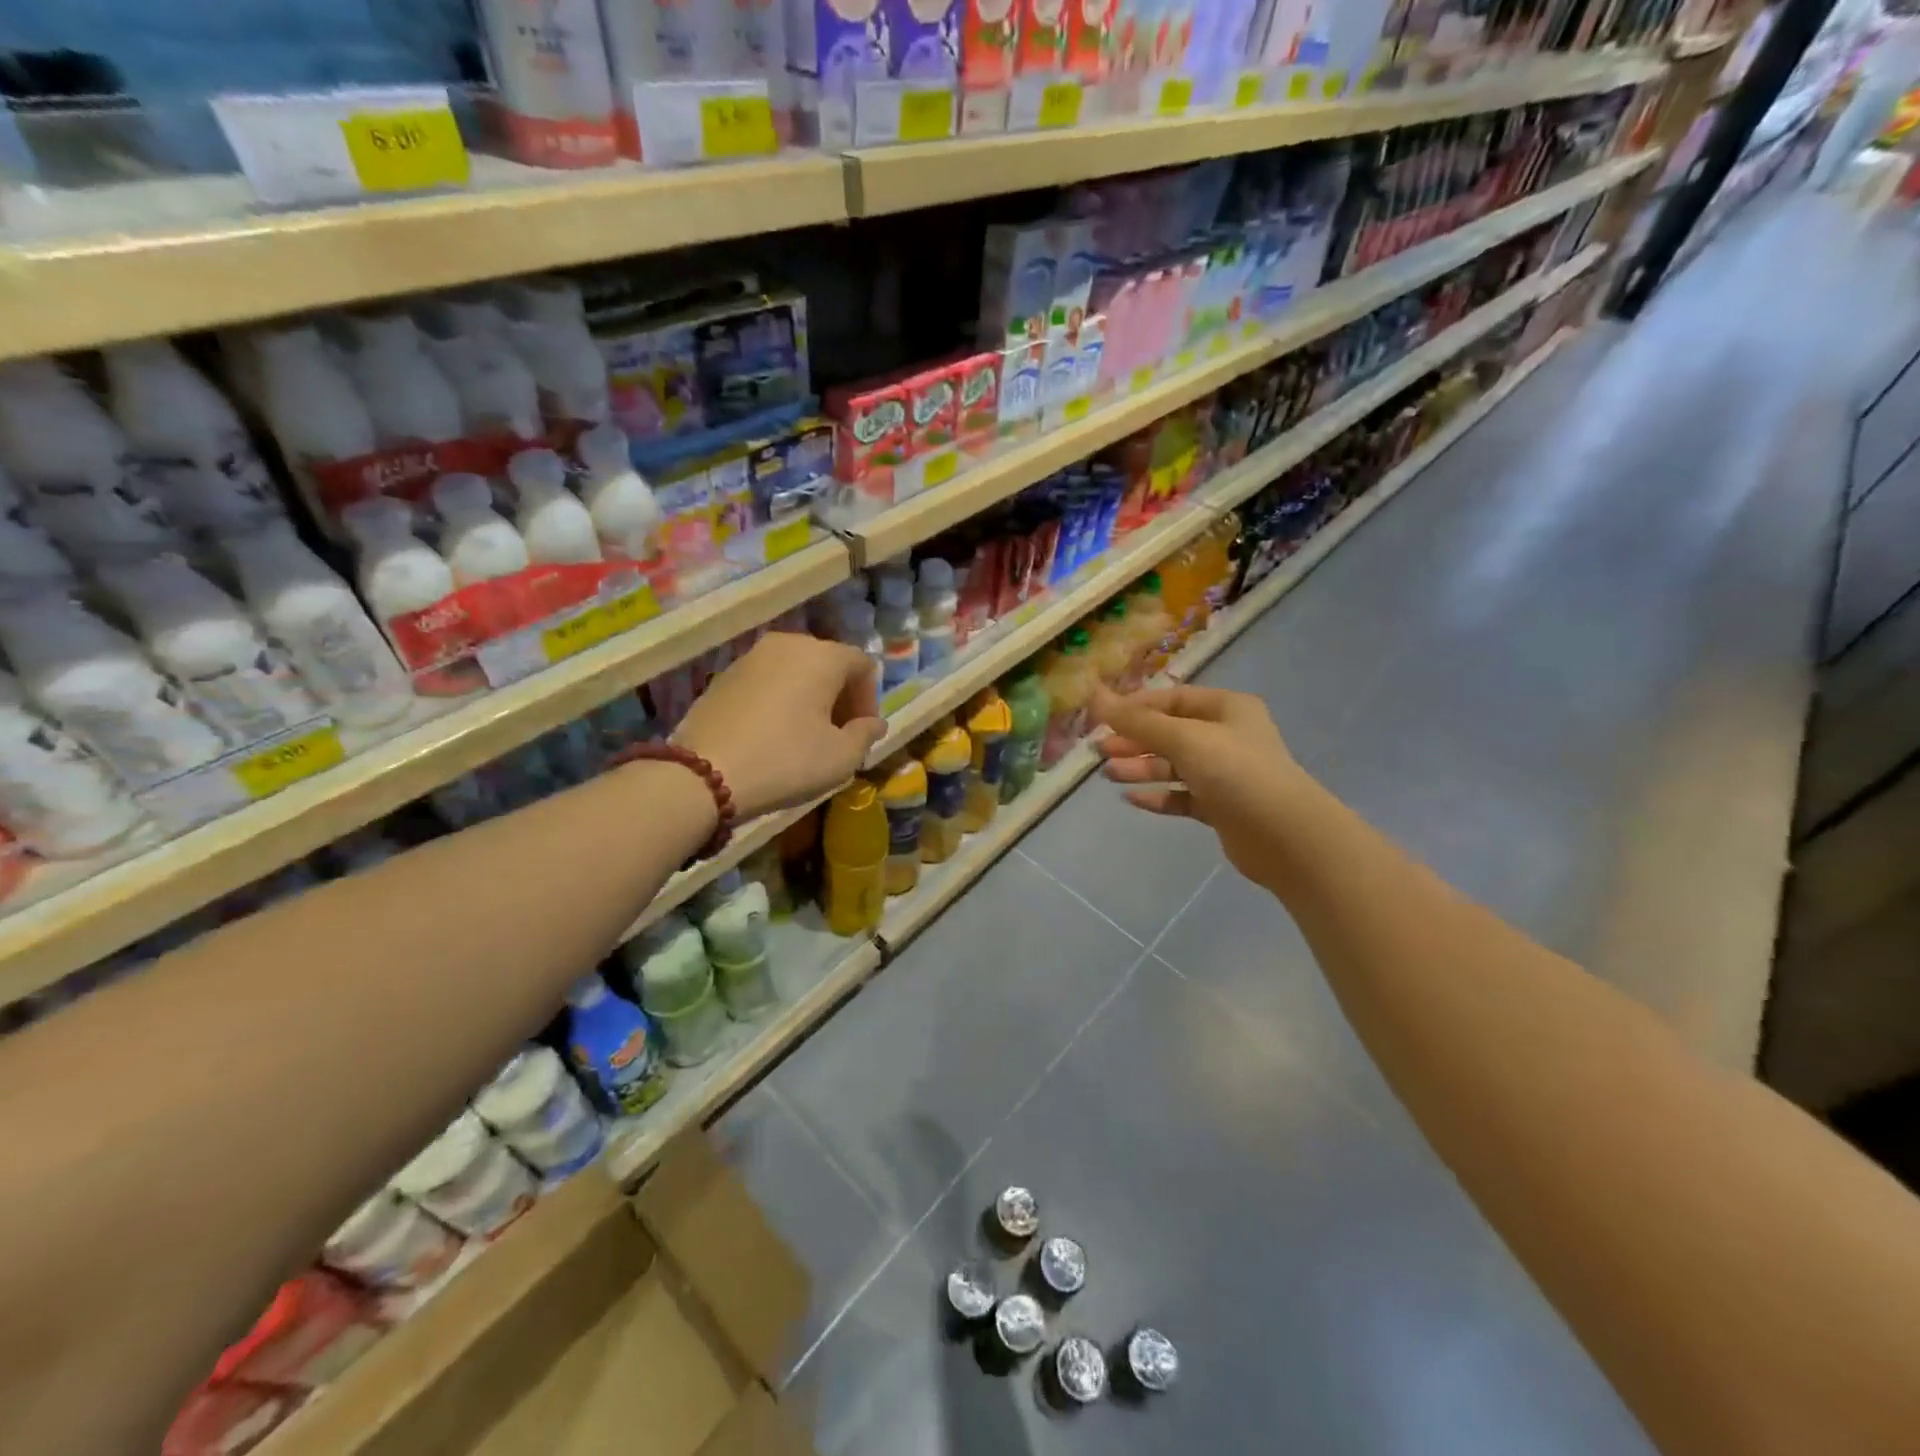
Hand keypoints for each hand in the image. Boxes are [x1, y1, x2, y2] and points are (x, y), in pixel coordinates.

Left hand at [673, 632, 885, 820]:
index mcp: (822, 656)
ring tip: (806, 735)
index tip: (862, 732)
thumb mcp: (841, 757)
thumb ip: (866, 734)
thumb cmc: (786, 761)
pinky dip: (780, 699)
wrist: (703, 774)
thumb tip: (873, 724)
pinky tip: (773, 733)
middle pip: (828, 663)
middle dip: (840, 696)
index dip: (869, 698)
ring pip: (795, 670)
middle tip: (838, 734)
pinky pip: (767, 680)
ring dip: (809, 697)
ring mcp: (751, 657)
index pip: (862, 665)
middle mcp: (787, 644)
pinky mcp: (723, 675)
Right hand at [1092, 683, 1309, 885]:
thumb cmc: (1235, 772)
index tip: (1100, 719)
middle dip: (1133, 740)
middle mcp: (1227, 736)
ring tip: (1108, 774)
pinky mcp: (1221, 807)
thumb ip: (1137, 721)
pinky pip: (1182, 796)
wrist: (1285, 835)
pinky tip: (1131, 799)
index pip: (1171, 700)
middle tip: (1098, 750)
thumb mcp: (1184, 738)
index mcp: (1226, 708)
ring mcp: (1225, 773)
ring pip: (1173, 765)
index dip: (1135, 707)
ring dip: (1141, 768)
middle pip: (1170, 733)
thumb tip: (1095, 695)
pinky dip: (1158, 795)